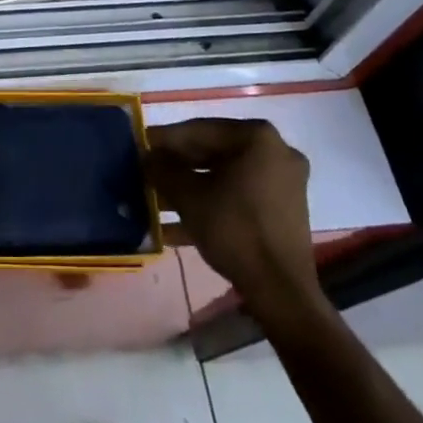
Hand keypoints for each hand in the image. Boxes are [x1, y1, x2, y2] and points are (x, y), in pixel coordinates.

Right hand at [145, 119, 325, 322]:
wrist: (281, 292)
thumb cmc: (234, 230)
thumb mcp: (188, 196)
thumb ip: (163, 169)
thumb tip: (146, 156)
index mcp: (257, 137)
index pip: (199, 130)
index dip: (164, 140)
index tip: (139, 145)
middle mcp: (275, 151)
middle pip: (213, 152)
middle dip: (177, 166)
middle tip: (147, 173)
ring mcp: (283, 182)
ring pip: (225, 176)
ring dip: (190, 187)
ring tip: (156, 201)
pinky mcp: (283, 210)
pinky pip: (239, 196)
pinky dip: (211, 204)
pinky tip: (176, 226)